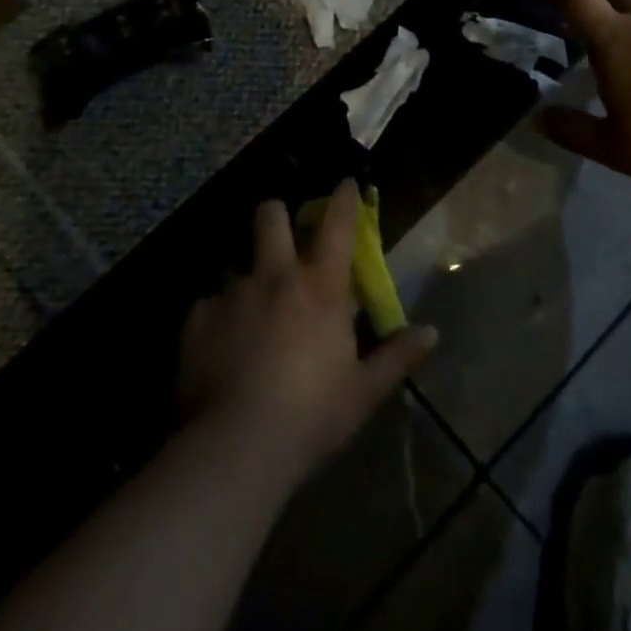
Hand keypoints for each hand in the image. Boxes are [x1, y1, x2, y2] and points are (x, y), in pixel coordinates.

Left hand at [178, 179, 437, 490]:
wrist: (236, 447)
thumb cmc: (311, 416)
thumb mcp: (362, 392)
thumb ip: (397, 357)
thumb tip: (432, 332)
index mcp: (320, 287)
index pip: (336, 225)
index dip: (342, 199)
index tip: (344, 183)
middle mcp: (274, 276)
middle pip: (270, 215)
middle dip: (277, 216)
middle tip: (281, 238)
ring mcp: (232, 292)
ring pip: (236, 261)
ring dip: (246, 277)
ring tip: (248, 312)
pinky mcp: (198, 316)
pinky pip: (209, 303)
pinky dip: (218, 318)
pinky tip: (220, 350)